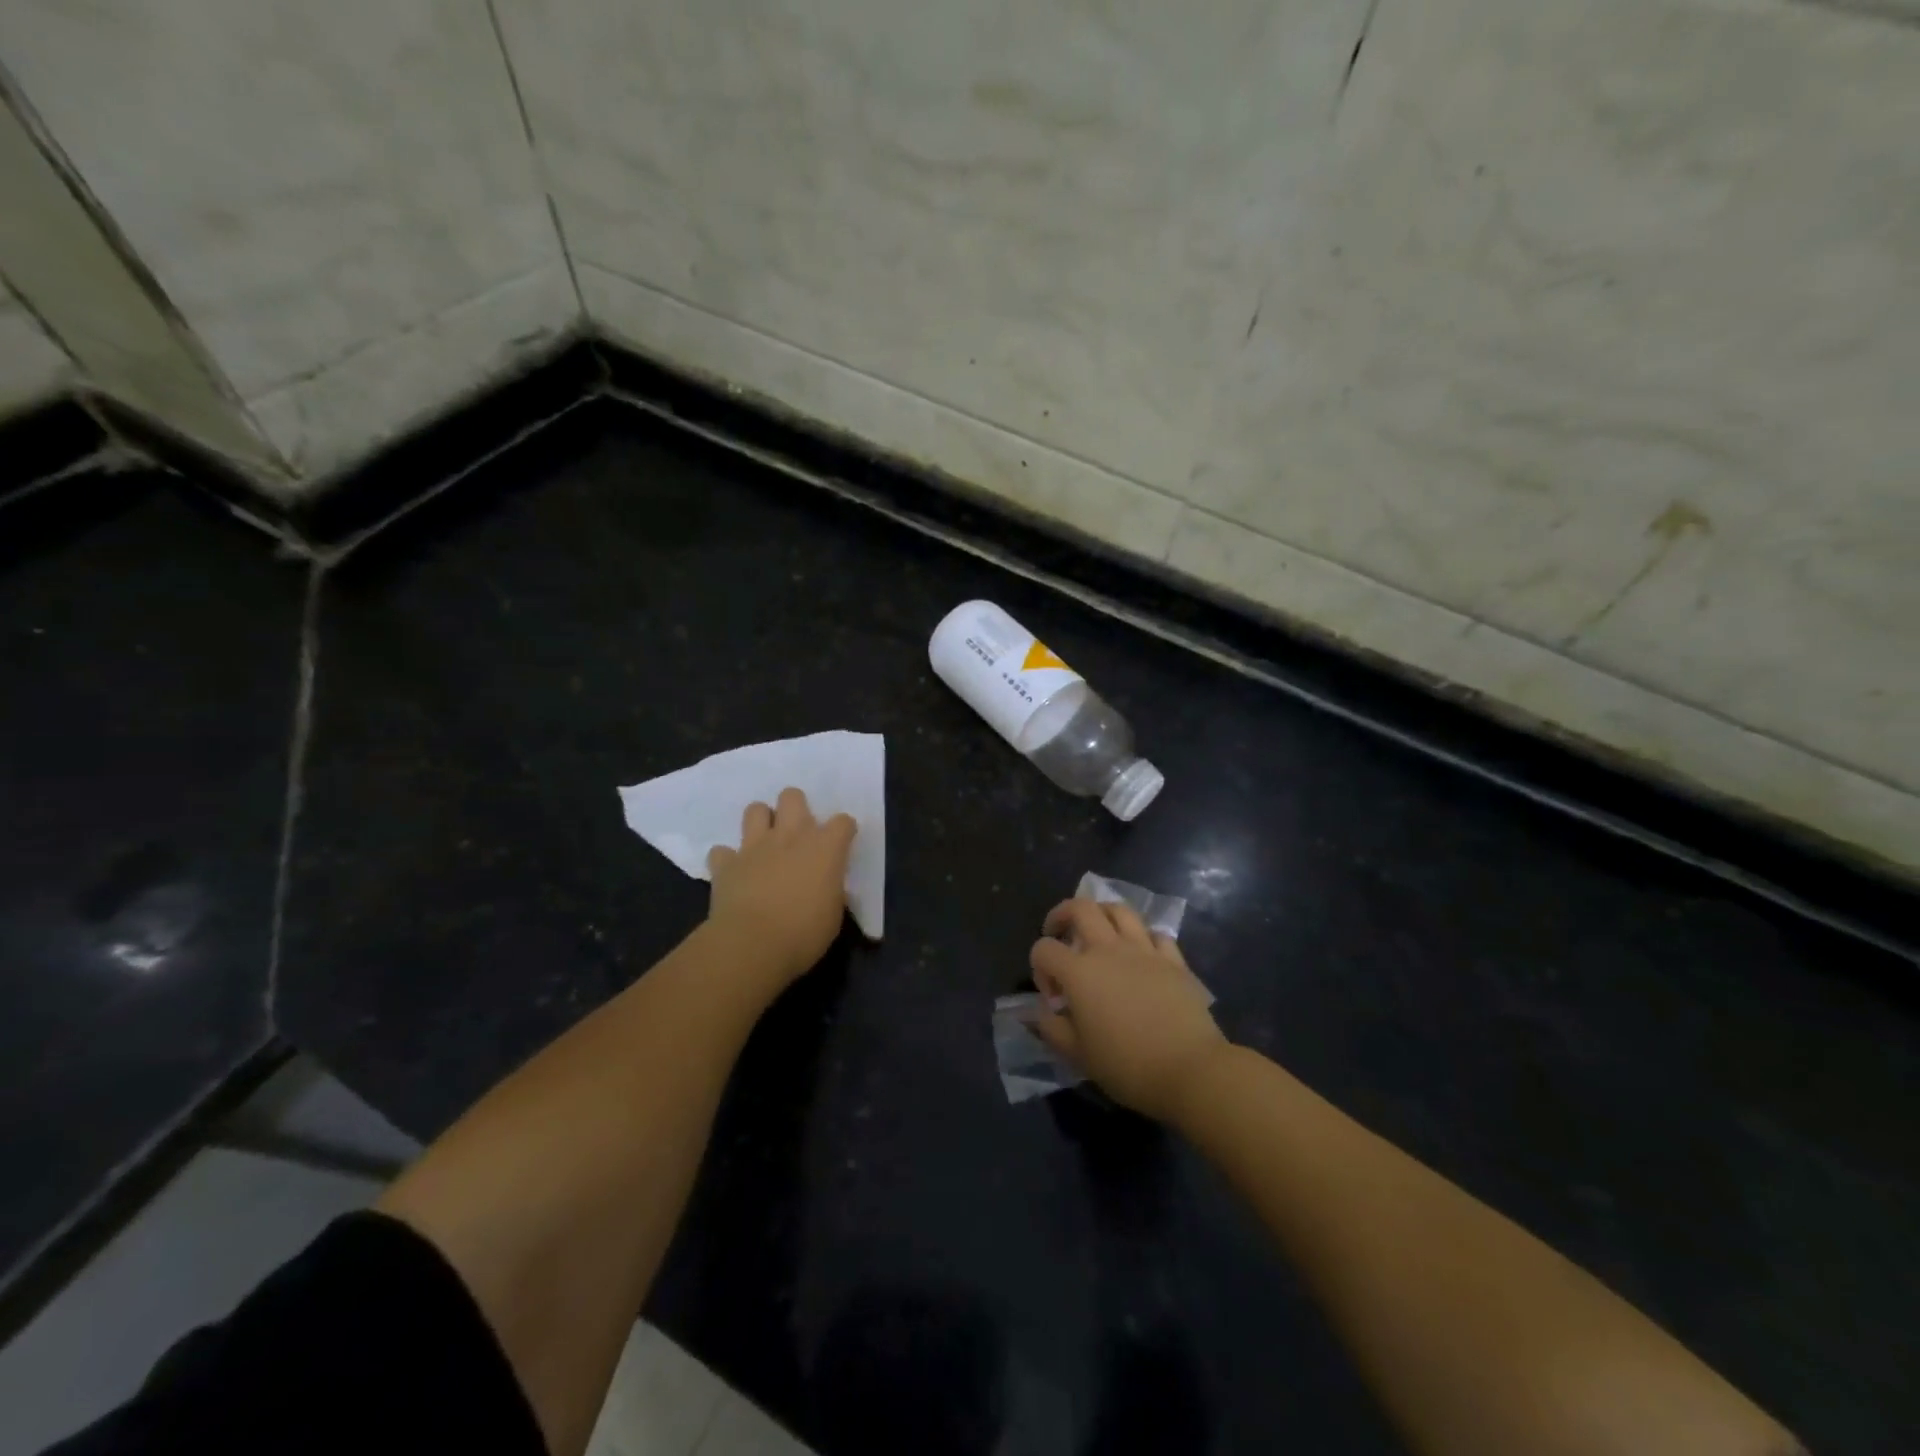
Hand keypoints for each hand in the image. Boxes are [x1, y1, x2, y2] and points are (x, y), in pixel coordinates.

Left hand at [705, 788, 856, 991]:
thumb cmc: (804, 933)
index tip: (841, 845)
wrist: (752, 944)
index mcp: (825, 848)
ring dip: (761, 822)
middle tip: (797, 834)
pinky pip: (722, 851)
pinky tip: (734, 872)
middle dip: (795, 808)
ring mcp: (755, 846)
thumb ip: (830, 887)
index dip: (843, 831)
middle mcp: (791, 836)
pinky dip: (728, 859)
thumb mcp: (833, 912)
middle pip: (793, 796)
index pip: (843, 822)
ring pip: (755, 809)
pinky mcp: (726, 863)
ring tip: (765, 843)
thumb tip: (824, 884)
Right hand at [1028, 899, 1227, 1121]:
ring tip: (1098, 932)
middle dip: (1062, 914)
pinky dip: (1142, 937)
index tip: (1052, 997)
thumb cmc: (1127, 1066)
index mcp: (1079, 972)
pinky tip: (1140, 953)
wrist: (1190, 1070)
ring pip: (1119, 910)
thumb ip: (1051, 1028)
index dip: (1039, 967)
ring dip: (1102, 914)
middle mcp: (1109, 949)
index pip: (1044, 949)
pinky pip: (1155, 934)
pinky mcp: (1174, 960)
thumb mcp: (1077, 1055)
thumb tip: (1040, 1011)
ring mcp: (1144, 950)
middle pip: (1081, 908)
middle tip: (1059, 932)